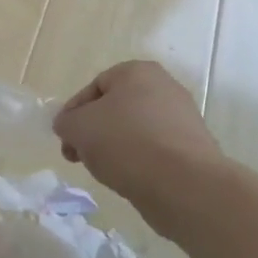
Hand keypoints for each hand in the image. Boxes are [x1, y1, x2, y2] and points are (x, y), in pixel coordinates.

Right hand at [53, 60, 224, 231]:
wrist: (184, 185)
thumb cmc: (126, 143)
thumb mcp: (78, 127)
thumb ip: (66, 122)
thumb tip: (68, 125)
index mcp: (137, 72)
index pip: (94, 87)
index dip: (73, 113)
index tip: (64, 138)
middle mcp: (164, 88)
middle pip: (115, 109)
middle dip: (93, 132)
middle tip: (78, 156)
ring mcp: (182, 119)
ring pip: (134, 131)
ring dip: (114, 148)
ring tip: (105, 171)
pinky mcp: (193, 150)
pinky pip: (154, 152)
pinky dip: (138, 163)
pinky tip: (129, 180)